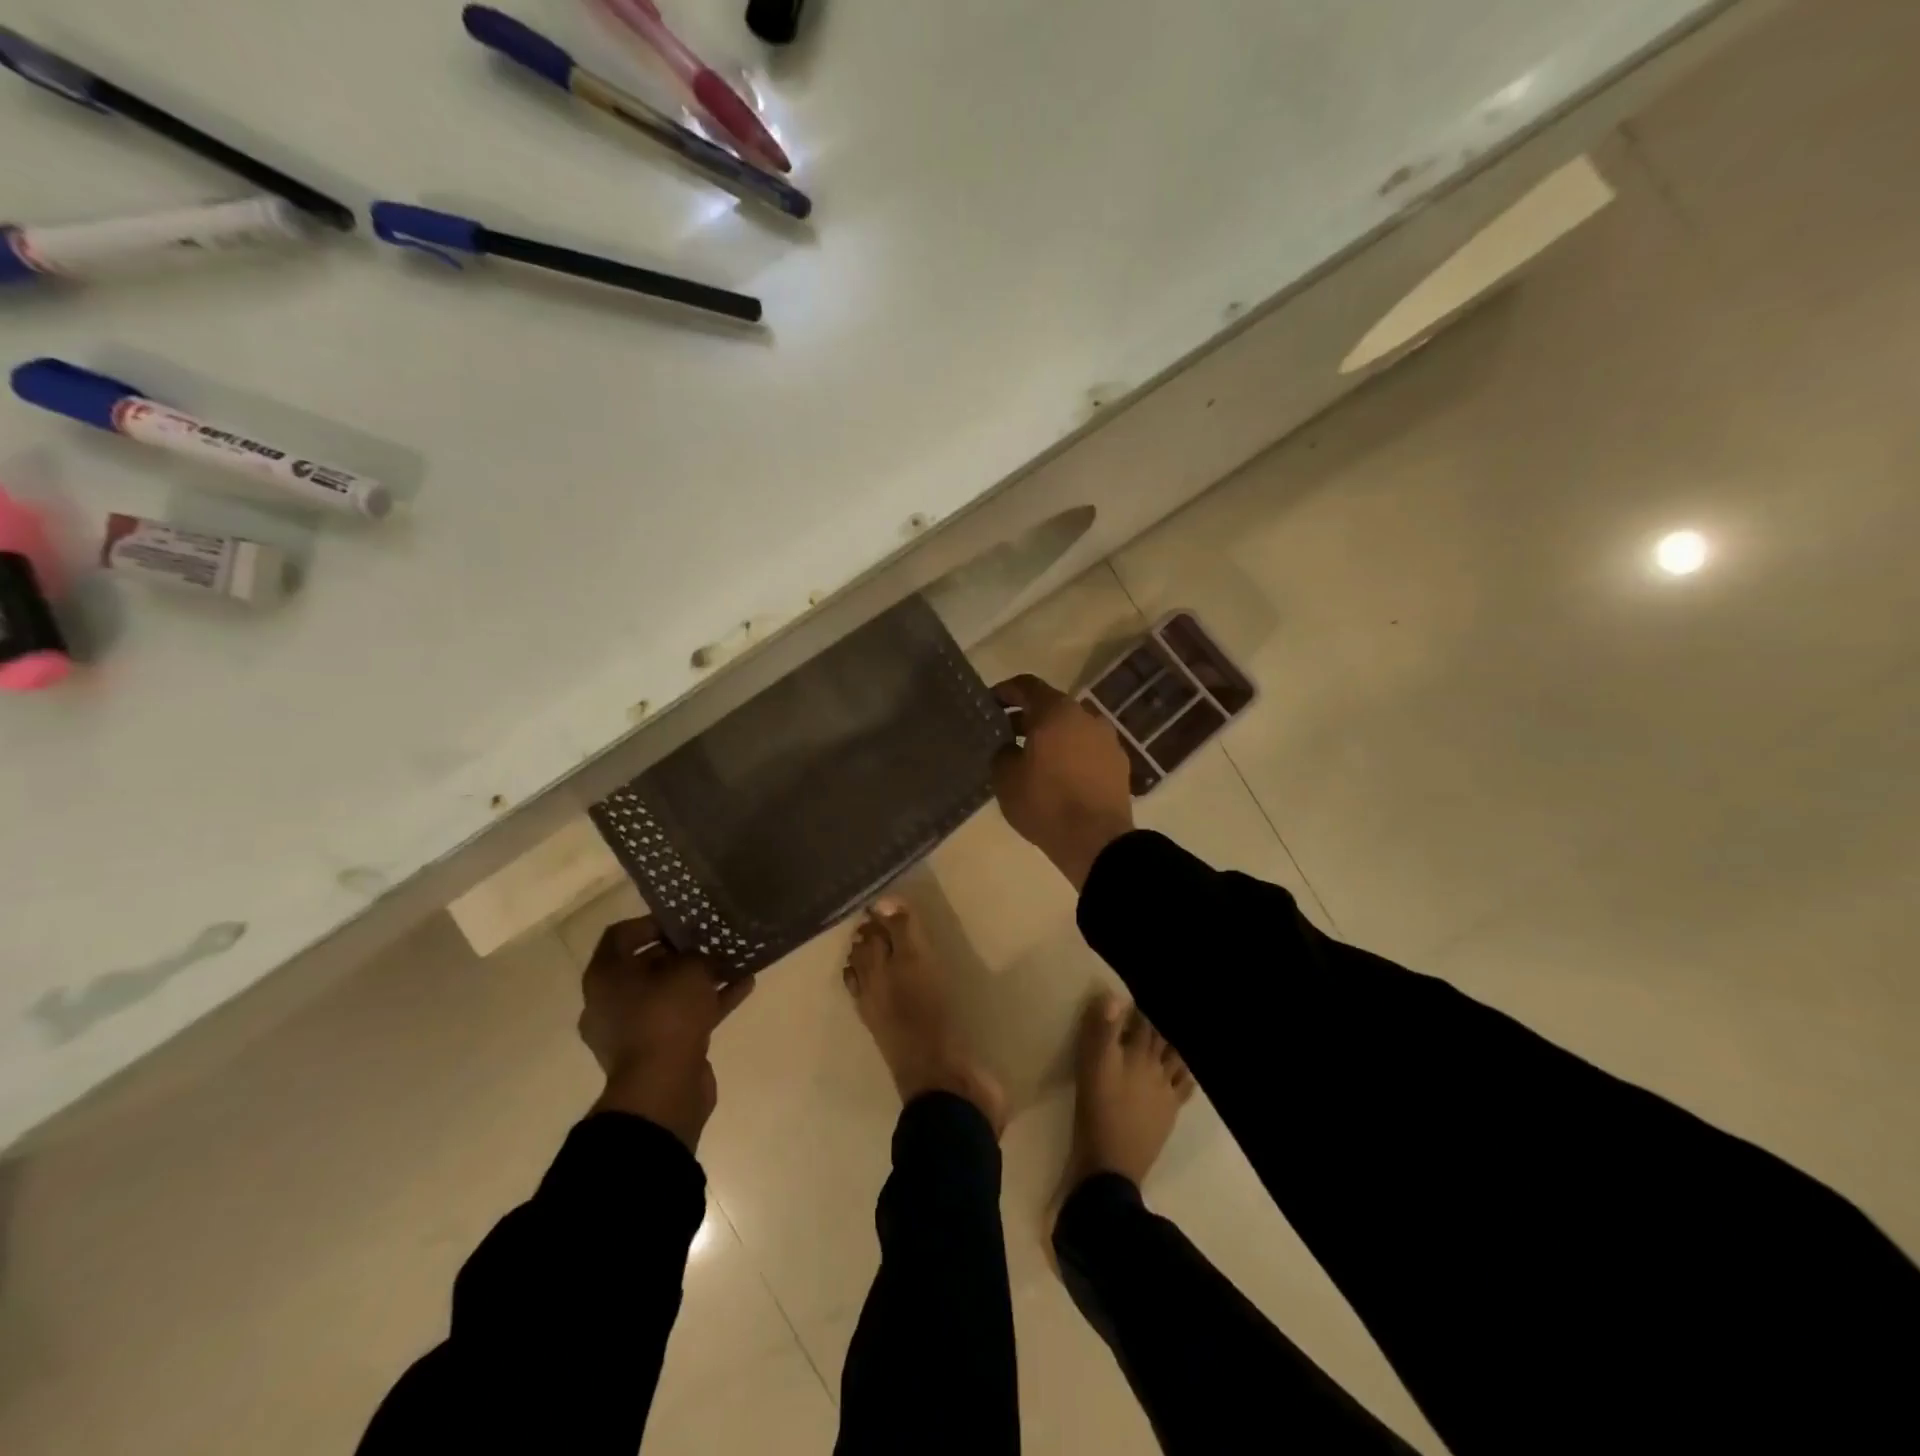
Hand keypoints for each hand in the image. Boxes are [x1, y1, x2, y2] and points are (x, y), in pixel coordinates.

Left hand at [579, 917, 754, 1151]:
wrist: (662, 1090)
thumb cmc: (666, 1017)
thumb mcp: (689, 970)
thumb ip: (696, 953)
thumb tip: (700, 954)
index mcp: (605, 977)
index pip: (621, 935)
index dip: (652, 922)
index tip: (684, 921)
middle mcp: (611, 1002)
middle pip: (646, 965)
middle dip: (682, 952)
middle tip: (712, 940)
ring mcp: (632, 1030)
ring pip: (668, 993)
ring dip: (699, 978)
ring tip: (734, 962)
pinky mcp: (657, 1051)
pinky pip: (683, 1017)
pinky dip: (709, 1003)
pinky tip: (743, 987)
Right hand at [991, 675, 1135, 890]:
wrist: (1096, 840)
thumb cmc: (1045, 802)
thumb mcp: (1005, 777)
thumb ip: (1002, 752)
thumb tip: (1010, 747)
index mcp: (1056, 711)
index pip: (1026, 685)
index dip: (1005, 691)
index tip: (990, 703)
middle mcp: (1086, 716)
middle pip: (1052, 706)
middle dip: (1028, 717)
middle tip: (1006, 734)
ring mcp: (1107, 740)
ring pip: (1072, 728)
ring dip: (1052, 736)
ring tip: (1033, 758)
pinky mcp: (1119, 764)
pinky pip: (1088, 749)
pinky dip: (1071, 754)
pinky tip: (1059, 775)